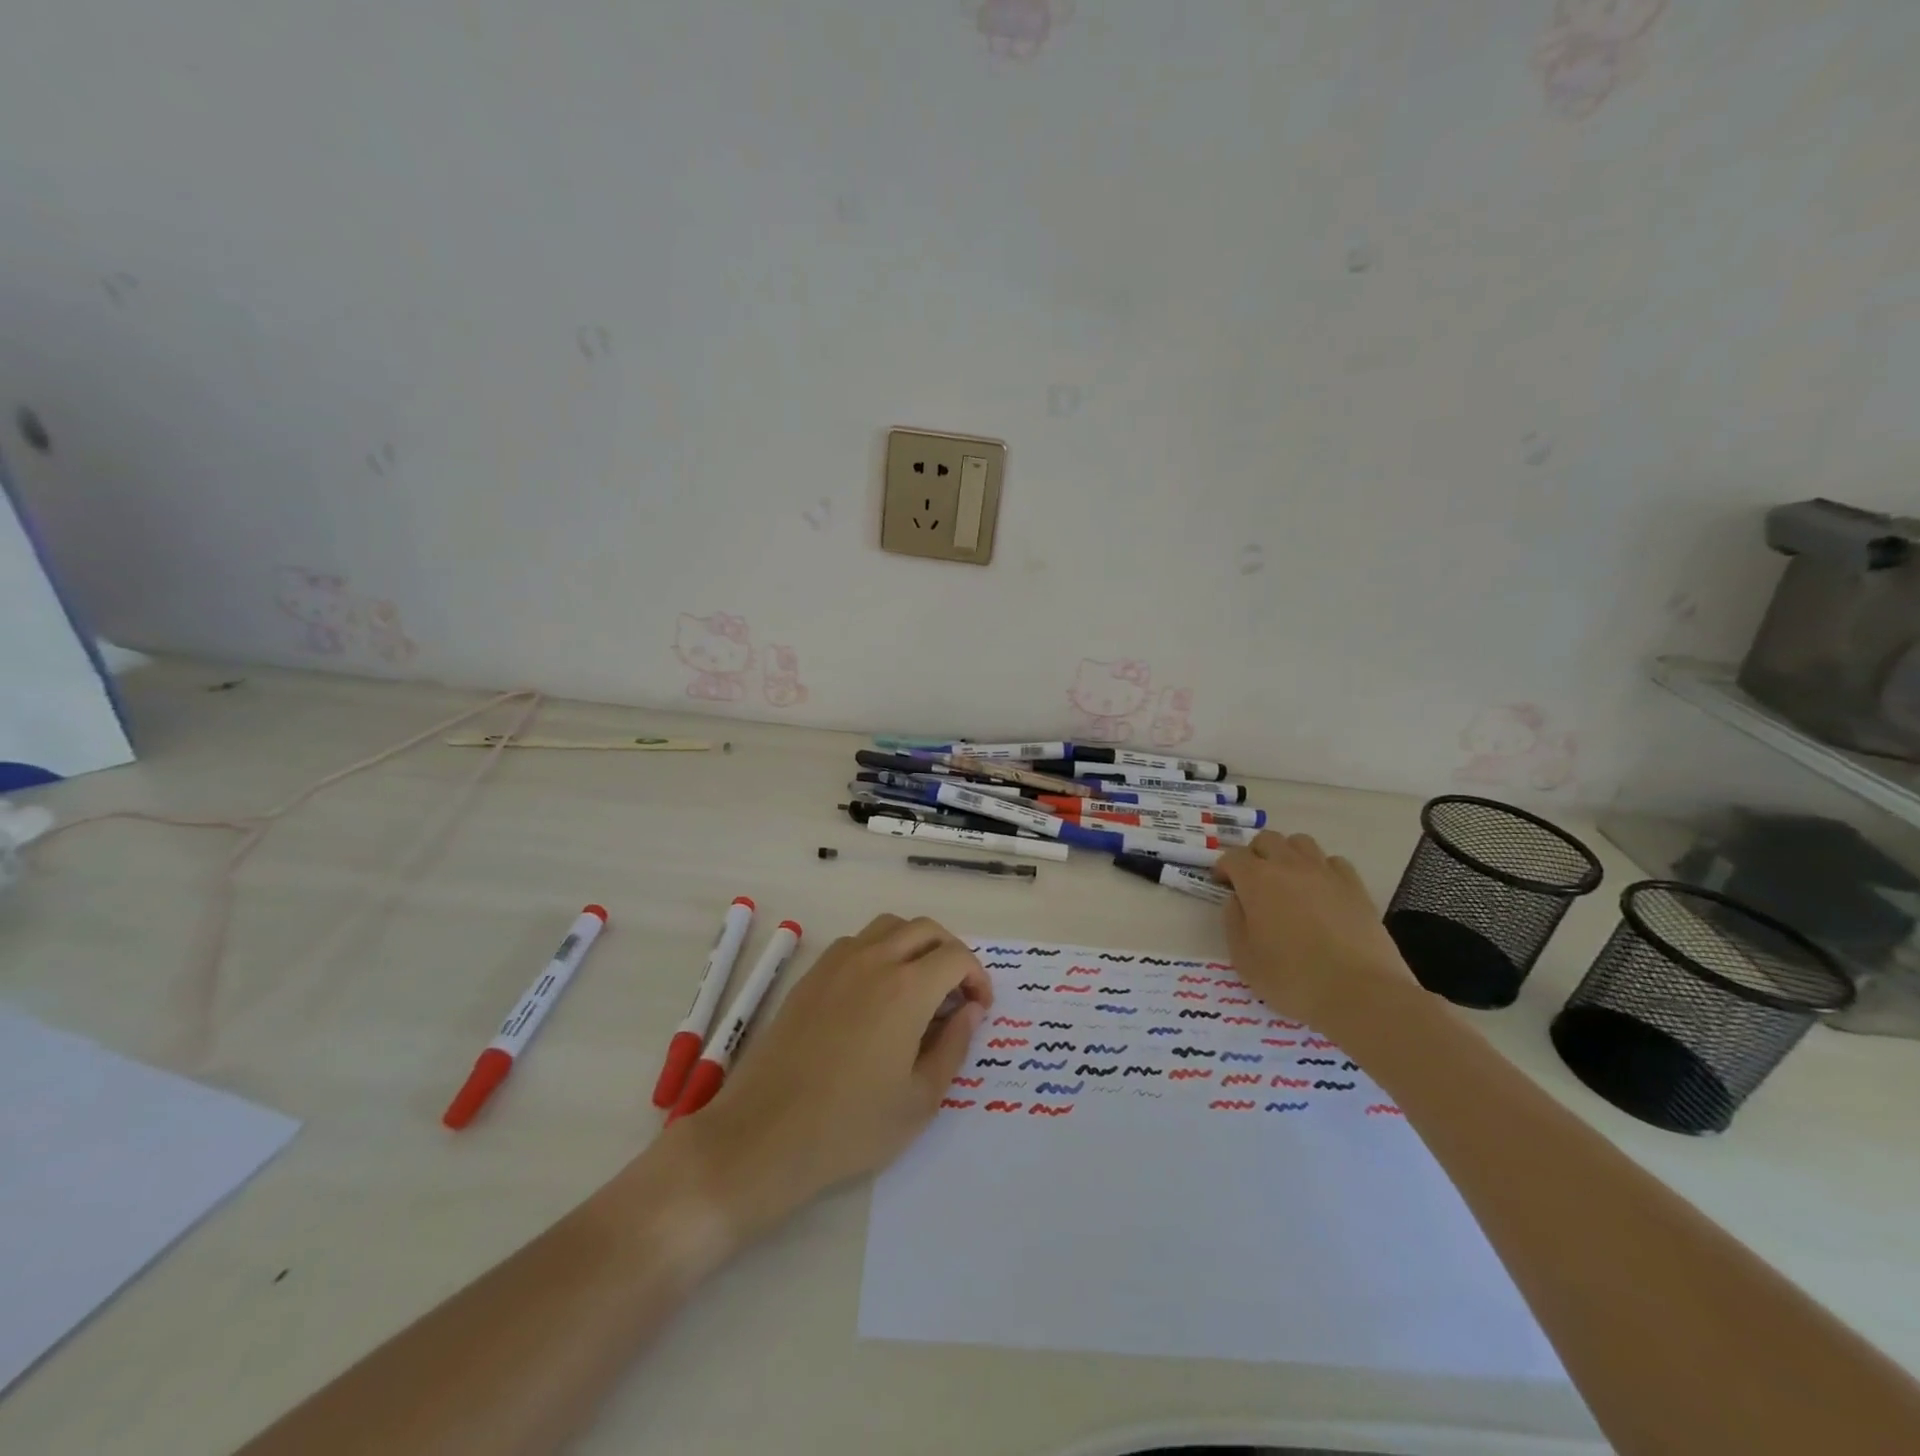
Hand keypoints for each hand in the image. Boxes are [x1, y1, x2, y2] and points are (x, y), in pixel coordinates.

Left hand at [678, 915, 990, 1234]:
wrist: (765, 1135)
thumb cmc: (851, 1126)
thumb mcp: (920, 1099)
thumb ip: (954, 1046)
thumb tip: (969, 1010)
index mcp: (907, 988)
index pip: (956, 956)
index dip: (977, 977)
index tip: (979, 1009)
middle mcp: (874, 961)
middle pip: (925, 929)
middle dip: (951, 953)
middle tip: (954, 995)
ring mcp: (837, 963)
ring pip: (888, 926)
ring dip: (914, 944)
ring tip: (918, 986)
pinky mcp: (811, 975)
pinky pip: (855, 942)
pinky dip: (879, 951)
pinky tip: (875, 994)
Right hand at [1213, 831, 1415, 1027]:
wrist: (1360, 994)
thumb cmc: (1292, 979)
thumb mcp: (1243, 958)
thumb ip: (1233, 921)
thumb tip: (1238, 901)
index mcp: (1257, 880)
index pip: (1233, 857)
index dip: (1224, 868)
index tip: (1223, 885)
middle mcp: (1290, 866)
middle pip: (1267, 839)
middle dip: (1255, 854)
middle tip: (1253, 882)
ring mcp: (1326, 873)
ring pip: (1301, 842)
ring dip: (1288, 855)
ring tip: (1288, 881)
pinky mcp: (1355, 886)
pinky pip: (1333, 862)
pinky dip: (1322, 869)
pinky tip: (1321, 892)